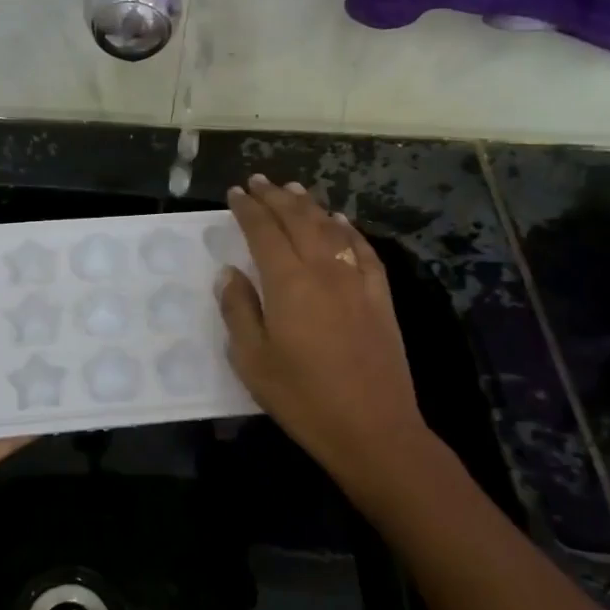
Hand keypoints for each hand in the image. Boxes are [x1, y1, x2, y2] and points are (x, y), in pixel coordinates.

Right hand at [217, 176, 431, 491]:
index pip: (264, 231)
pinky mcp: (379, 296)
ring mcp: (356, 280)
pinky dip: (348, 230)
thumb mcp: (252, 360)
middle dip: (276, 197)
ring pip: (331, 228)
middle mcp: (323, 269)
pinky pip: (362, 250)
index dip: (248, 209)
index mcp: (288, 282)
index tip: (235, 193)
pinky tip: (340, 222)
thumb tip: (229, 273)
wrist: (372, 427)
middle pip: (298, 220)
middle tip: (259, 182)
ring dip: (310, 206)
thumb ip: (238, 310)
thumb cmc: (302, 398)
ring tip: (294, 190)